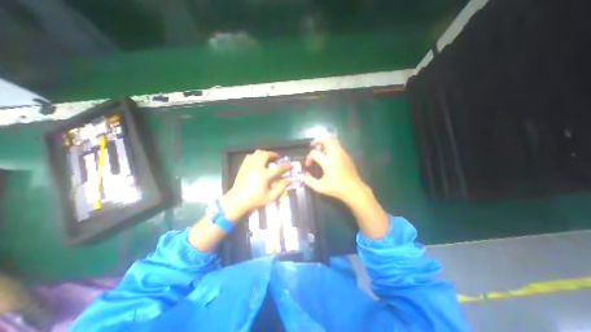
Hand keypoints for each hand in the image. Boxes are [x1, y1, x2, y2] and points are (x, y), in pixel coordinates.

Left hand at [220, 149, 290, 220]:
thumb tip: (289, 180)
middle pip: (266, 154)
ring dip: (265, 154)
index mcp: (265, 175)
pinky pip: (250, 156)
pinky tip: (258, 162)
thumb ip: (281, 188)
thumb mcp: (271, 197)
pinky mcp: (243, 166)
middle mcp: (257, 167)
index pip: (279, 167)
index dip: (286, 166)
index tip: (290, 165)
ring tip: (268, 159)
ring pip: (258, 153)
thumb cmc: (255, 200)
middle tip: (277, 158)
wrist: (237, 200)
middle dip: (274, 154)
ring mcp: (249, 165)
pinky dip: (256, 156)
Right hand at [307, 138, 367, 204]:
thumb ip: (309, 181)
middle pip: (326, 139)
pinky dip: (331, 146)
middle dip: (317, 140)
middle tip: (313, 145)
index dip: (309, 158)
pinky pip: (337, 146)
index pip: (314, 153)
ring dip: (325, 143)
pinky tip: (328, 155)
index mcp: (328, 162)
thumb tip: (305, 174)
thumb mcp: (320, 187)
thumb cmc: (337, 188)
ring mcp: (342, 154)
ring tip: (320, 150)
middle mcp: (336, 154)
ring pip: (333, 140)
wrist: (354, 190)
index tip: (308, 165)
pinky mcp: (347, 156)